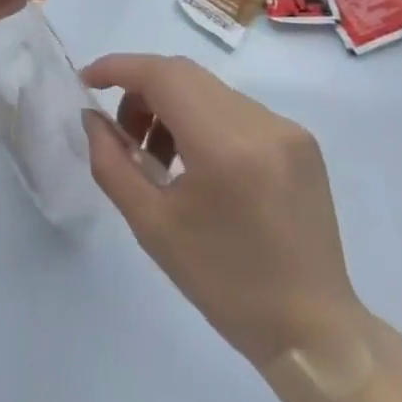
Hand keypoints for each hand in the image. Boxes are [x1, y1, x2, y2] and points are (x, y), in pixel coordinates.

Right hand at [82, 54, 367, 368]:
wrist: (315, 334)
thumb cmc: (225, 284)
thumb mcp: (151, 226)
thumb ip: (111, 162)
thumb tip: (92, 117)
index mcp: (224, 146)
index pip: (160, 75)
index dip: (117, 68)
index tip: (87, 81)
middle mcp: (259, 123)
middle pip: (182, 74)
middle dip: (140, 88)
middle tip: (120, 130)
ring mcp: (285, 129)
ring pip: (207, 88)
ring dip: (170, 103)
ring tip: (157, 154)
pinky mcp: (300, 140)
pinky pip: (234, 107)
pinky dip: (201, 118)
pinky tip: (195, 161)